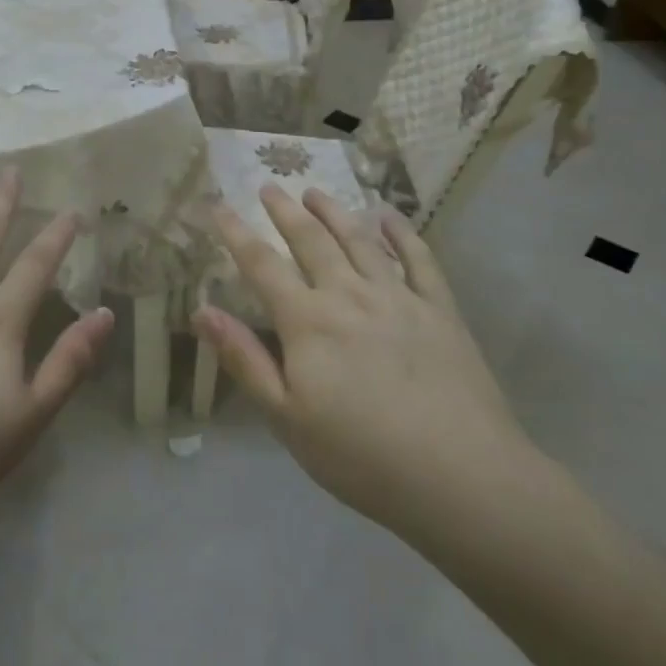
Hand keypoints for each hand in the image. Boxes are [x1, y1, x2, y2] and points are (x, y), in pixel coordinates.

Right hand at [193, 186, 536, 541]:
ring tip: (315, 192)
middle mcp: (349, 294)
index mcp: (308, 321)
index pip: (261, 264)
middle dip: (285, 210)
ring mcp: (398, 297)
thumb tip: (201, 311)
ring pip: (359, 240)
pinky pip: (419, 258)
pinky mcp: (440, 310)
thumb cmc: (362, 457)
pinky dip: (401, 232)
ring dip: (334, 212)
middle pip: (310, 240)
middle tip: (269, 186)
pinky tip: (389, 216)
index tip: (218, 205)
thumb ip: (245, 360)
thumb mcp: (287, 418)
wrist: (463, 478)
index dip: (236, 232)